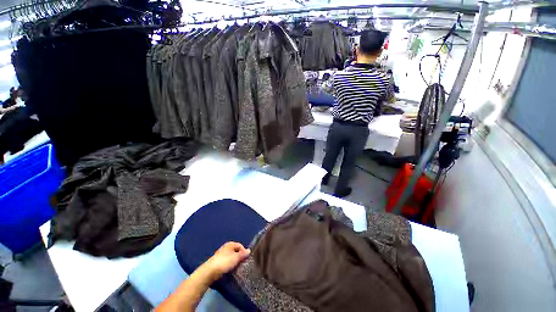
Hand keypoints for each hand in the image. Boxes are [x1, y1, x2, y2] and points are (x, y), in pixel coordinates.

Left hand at [204, 242, 249, 280]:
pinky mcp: (217, 262)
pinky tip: (229, 270)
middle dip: (239, 257)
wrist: (209, 272)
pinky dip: (228, 266)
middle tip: (241, 264)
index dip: (244, 252)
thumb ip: (243, 254)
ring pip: (230, 257)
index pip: (240, 246)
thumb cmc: (224, 262)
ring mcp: (220, 255)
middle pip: (235, 251)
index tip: (246, 259)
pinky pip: (225, 262)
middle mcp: (225, 247)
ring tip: (236, 268)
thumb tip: (249, 250)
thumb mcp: (236, 257)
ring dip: (233, 262)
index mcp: (230, 244)